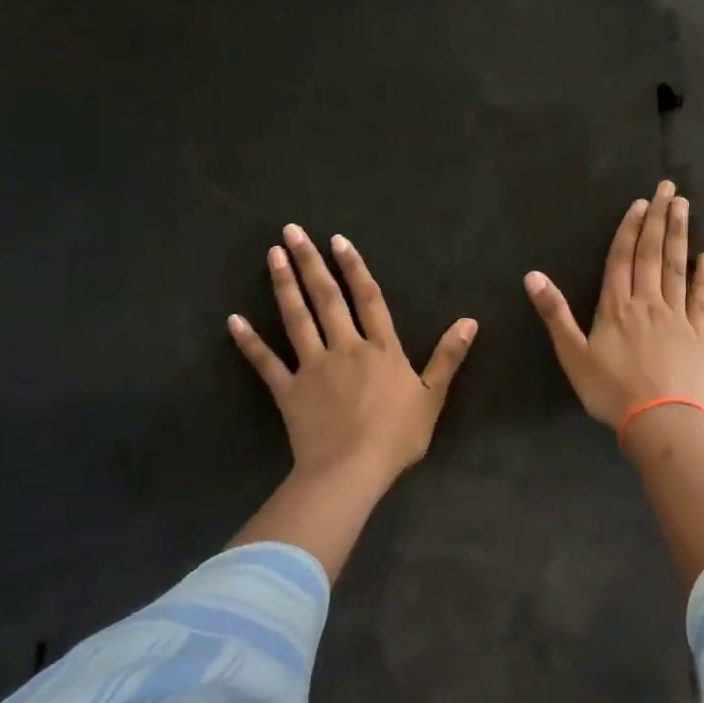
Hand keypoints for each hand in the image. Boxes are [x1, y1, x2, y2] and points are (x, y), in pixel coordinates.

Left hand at [229, 224, 476, 493]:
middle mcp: (345, 347)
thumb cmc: (397, 436)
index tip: (337, 241)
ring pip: (297, 318)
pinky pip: (266, 362)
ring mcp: (313, 366)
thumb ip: (448, 356)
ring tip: (271, 255)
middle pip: (326, 298)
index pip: (368, 298)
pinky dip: (249, 341)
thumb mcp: (433, 396)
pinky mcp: (288, 390)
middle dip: (309, 262)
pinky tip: (233, 320)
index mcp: (381, 348)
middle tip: (291, 231)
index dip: (354, 268)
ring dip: (283, 285)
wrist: (352, 470)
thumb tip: (470, 320)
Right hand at [525, 181, 703, 427]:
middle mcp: (647, 302)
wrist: (660, 420)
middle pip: (653, 254)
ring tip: (684, 207)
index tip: (640, 203)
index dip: (630, 229)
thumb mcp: (572, 354)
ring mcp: (676, 316)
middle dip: (659, 218)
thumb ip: (555, 313)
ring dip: (680, 235)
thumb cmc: (610, 390)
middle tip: (669, 188)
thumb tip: (532, 275)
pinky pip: (700, 299)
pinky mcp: (697, 334)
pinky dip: (702, 277)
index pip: (622, 258)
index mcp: (617, 306)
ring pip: (677, 268)